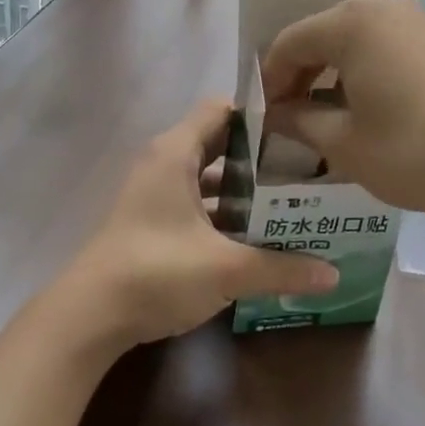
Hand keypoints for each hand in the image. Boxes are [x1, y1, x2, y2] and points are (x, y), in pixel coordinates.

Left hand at [60, 98, 337, 349]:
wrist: (90, 316)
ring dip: (244, 189)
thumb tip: (334, 275)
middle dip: (261, 156)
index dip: (260, 114)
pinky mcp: (152, 222)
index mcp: (176, 153)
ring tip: (291, 202)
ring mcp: (155, 194)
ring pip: (208, 178)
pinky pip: (197, 203)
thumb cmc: (156, 272)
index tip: (301, 130)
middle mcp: (164, 163)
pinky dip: (224, 213)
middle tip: (307, 169)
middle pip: (219, 143)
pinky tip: (256, 236)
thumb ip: (281, 268)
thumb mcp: (226, 269)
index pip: (222, 109)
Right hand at [261, 0, 424, 218]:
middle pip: (321, 36)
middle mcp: (381, 8)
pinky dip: (362, 72)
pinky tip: (365, 109)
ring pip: (353, 41)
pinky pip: (383, 47)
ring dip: (331, 75)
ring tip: (324, 118)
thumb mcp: (343, 144)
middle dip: (299, 76)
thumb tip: (274, 114)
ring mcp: (415, 21)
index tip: (263, 119)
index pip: (288, 44)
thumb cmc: (412, 151)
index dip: (269, 81)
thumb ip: (299, 121)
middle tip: (289, 119)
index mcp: (350, 24)